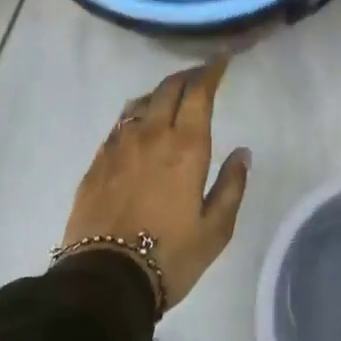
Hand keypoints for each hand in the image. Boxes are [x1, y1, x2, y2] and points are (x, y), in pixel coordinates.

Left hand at [60, 59, 251, 313]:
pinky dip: (137, 113)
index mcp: (185, 147)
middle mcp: (151, 135)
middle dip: (188, 75)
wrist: (104, 280)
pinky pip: (120, 123)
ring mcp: (119, 145)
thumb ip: (232, 186)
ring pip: (142, 101)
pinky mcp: (97, 161)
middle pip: (169, 88)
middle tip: (201, 74)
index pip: (199, 93)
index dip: (211, 71)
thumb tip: (242, 152)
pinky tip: (140, 123)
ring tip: (172, 95)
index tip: (222, 59)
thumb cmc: (170, 257)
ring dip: (161, 91)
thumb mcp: (216, 229)